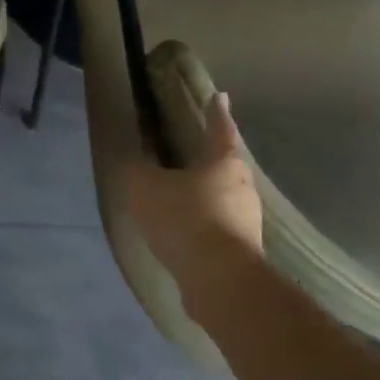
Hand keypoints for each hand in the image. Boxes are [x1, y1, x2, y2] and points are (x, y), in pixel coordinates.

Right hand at [123, 91, 262, 309]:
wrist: (220, 282)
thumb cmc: (186, 220)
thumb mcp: (146, 188)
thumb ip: (136, 170)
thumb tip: (132, 159)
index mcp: (224, 162)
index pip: (219, 128)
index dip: (216, 111)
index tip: (219, 96)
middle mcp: (243, 187)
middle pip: (225, 164)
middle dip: (209, 158)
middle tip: (191, 152)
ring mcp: (247, 221)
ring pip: (224, 197)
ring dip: (206, 195)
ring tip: (182, 197)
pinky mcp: (243, 251)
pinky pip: (220, 227)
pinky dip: (204, 225)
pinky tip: (185, 233)